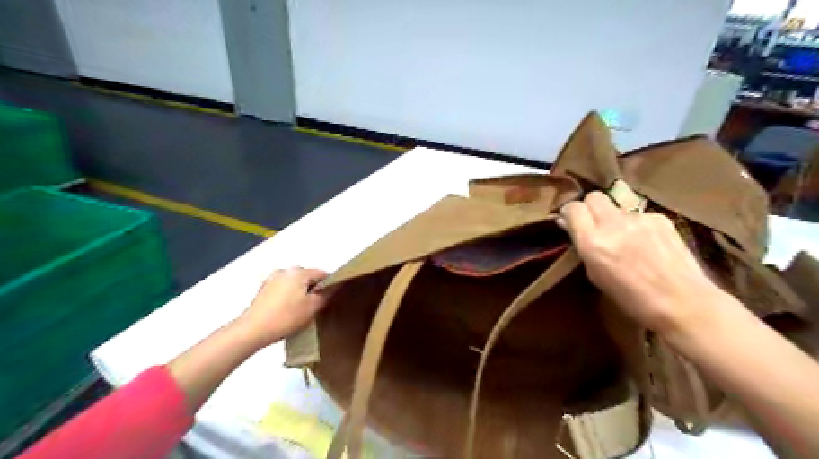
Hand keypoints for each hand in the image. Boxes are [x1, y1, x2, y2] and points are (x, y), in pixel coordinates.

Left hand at [236, 267, 330, 345]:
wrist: (253, 330)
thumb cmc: (286, 317)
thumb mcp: (313, 307)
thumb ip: (326, 294)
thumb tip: (334, 286)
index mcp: (299, 271)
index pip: (322, 273)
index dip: (329, 285)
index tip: (329, 300)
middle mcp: (285, 270)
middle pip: (307, 277)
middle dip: (313, 289)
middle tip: (315, 307)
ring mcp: (272, 279)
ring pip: (295, 283)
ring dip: (300, 293)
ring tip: (299, 311)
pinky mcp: (263, 289)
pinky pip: (283, 289)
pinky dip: (288, 297)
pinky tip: (286, 311)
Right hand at [561, 191, 724, 335]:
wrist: (683, 303)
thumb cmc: (632, 299)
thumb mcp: (595, 275)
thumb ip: (582, 247)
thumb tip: (569, 225)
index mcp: (593, 242)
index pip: (573, 208)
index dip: (570, 213)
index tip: (570, 222)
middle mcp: (613, 224)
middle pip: (594, 197)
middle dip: (589, 208)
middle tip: (593, 224)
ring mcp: (639, 218)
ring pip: (617, 207)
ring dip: (613, 218)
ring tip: (624, 239)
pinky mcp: (661, 219)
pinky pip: (638, 215)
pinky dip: (636, 225)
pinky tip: (646, 244)